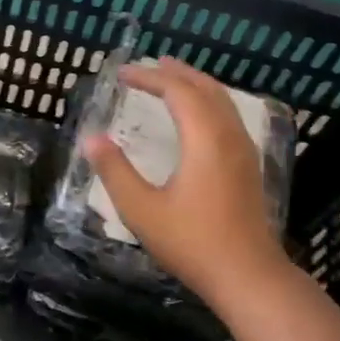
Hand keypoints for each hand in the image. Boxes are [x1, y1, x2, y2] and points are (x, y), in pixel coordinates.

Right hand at [83, 57, 292, 298]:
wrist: (248, 276)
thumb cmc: (191, 242)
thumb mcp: (141, 209)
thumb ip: (114, 170)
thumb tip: (91, 138)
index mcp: (204, 139)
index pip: (177, 91)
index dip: (149, 77)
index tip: (121, 74)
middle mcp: (229, 136)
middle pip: (205, 88)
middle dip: (176, 72)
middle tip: (149, 64)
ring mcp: (244, 150)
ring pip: (222, 101)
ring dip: (195, 84)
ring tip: (172, 78)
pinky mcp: (248, 166)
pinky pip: (228, 115)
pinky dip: (207, 101)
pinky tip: (196, 115)